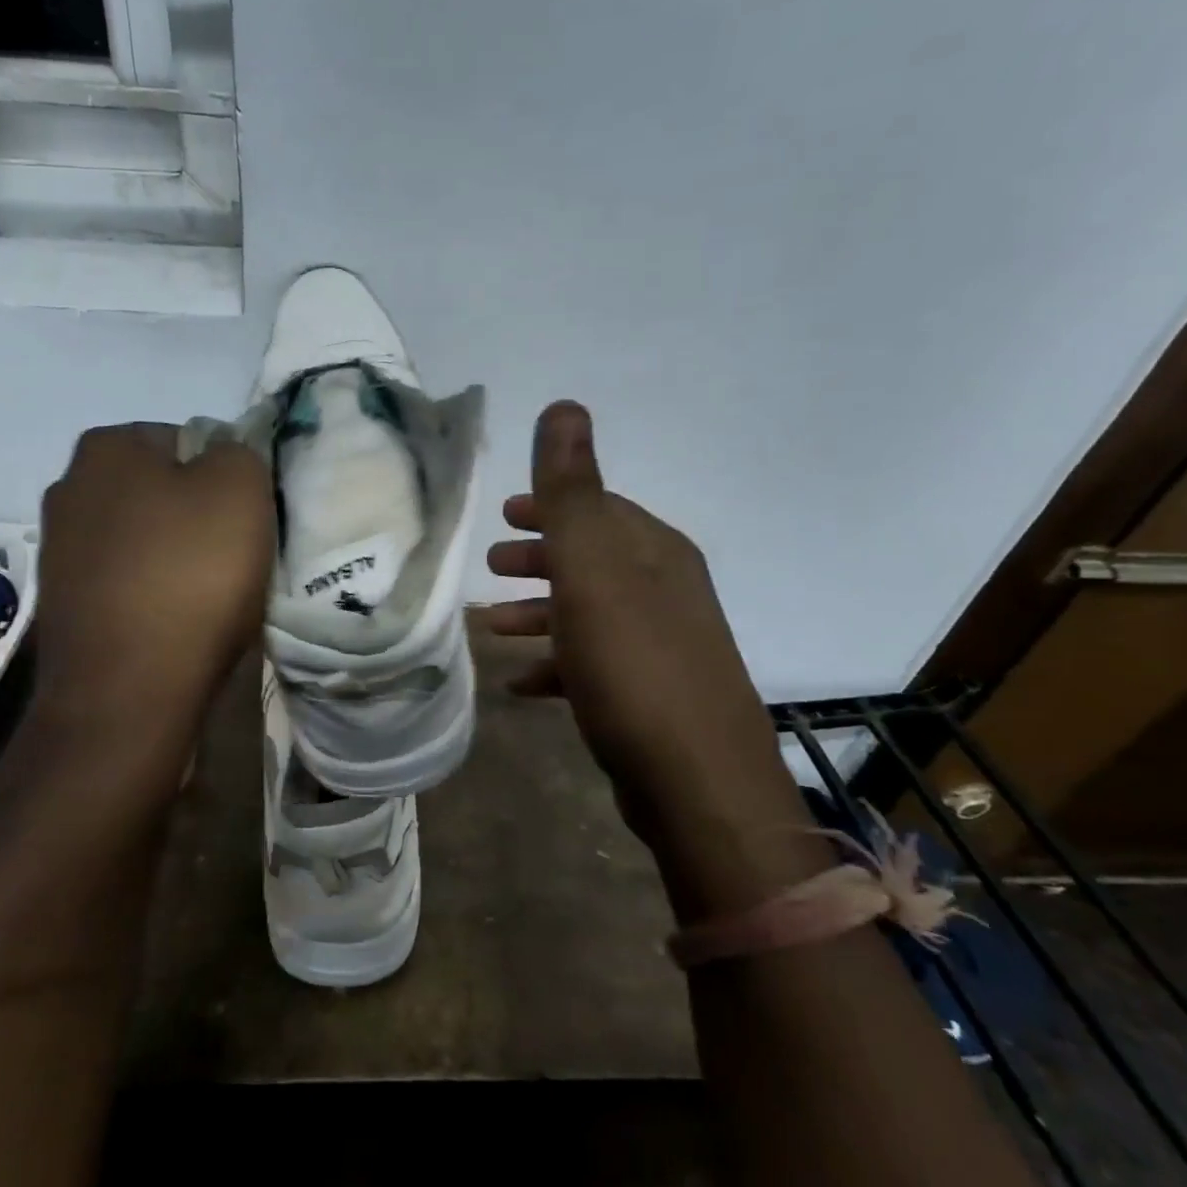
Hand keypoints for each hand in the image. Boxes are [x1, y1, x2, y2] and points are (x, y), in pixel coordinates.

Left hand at [34, 424, 273, 736]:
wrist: (128, 692)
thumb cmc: (189, 576)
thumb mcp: (241, 489)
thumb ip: (239, 452)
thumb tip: (222, 462)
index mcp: (106, 448)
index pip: (188, 439)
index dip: (226, 478)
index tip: (246, 520)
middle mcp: (68, 489)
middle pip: (163, 492)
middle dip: (198, 517)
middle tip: (234, 557)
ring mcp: (59, 552)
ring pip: (145, 540)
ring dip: (177, 560)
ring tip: (209, 599)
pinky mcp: (63, 606)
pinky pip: (128, 585)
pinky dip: (154, 597)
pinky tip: (177, 626)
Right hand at [486, 403, 790, 850]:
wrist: (696, 782)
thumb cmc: (632, 663)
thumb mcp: (591, 568)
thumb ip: (571, 490)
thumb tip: (564, 405)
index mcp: (654, 552)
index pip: (599, 508)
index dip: (550, 505)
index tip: (504, 512)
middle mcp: (665, 590)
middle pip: (592, 559)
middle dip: (540, 557)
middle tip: (491, 564)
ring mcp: (661, 646)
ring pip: (588, 612)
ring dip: (540, 613)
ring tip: (491, 627)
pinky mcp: (651, 697)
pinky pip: (592, 664)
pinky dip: (556, 664)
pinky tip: (522, 684)